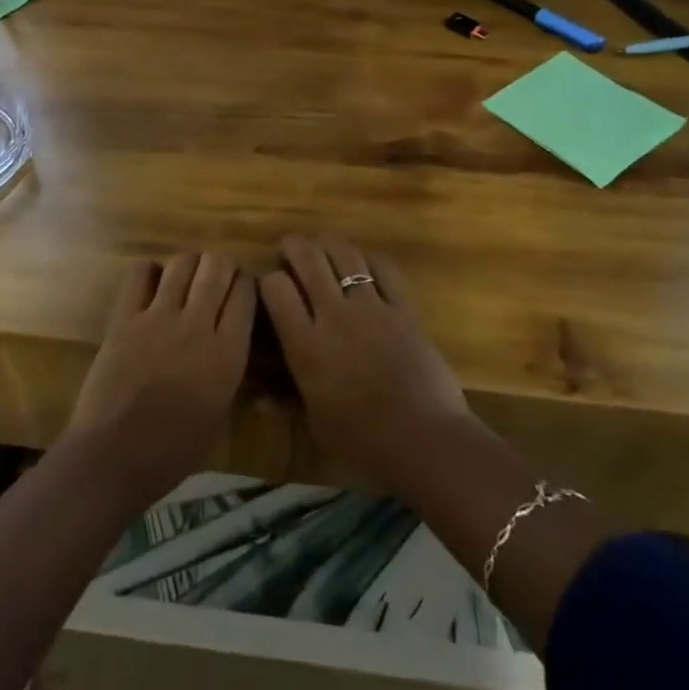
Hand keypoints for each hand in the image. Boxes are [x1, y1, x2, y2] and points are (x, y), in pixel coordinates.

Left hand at [67, 252, 254, 507]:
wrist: (115, 456)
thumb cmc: (173, 450)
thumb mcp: (219, 412)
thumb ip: (227, 368)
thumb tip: (227, 341)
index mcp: (228, 353)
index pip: (245, 293)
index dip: (245, 285)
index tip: (241, 289)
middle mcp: (197, 325)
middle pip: (216, 268)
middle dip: (220, 266)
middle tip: (215, 278)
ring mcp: (158, 317)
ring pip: (182, 263)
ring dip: (189, 264)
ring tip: (186, 277)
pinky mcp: (125, 317)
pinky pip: (140, 274)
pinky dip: (149, 272)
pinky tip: (151, 285)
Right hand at [258, 235, 474, 496]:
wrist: (425, 442)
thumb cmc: (362, 443)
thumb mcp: (314, 423)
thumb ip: (290, 398)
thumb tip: (262, 398)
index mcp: (305, 345)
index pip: (275, 287)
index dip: (269, 281)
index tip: (272, 289)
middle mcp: (334, 315)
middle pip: (308, 257)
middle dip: (293, 246)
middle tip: (290, 251)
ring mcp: (372, 308)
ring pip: (345, 254)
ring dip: (329, 245)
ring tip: (324, 250)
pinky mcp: (404, 309)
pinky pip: (384, 269)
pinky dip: (370, 261)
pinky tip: (365, 266)